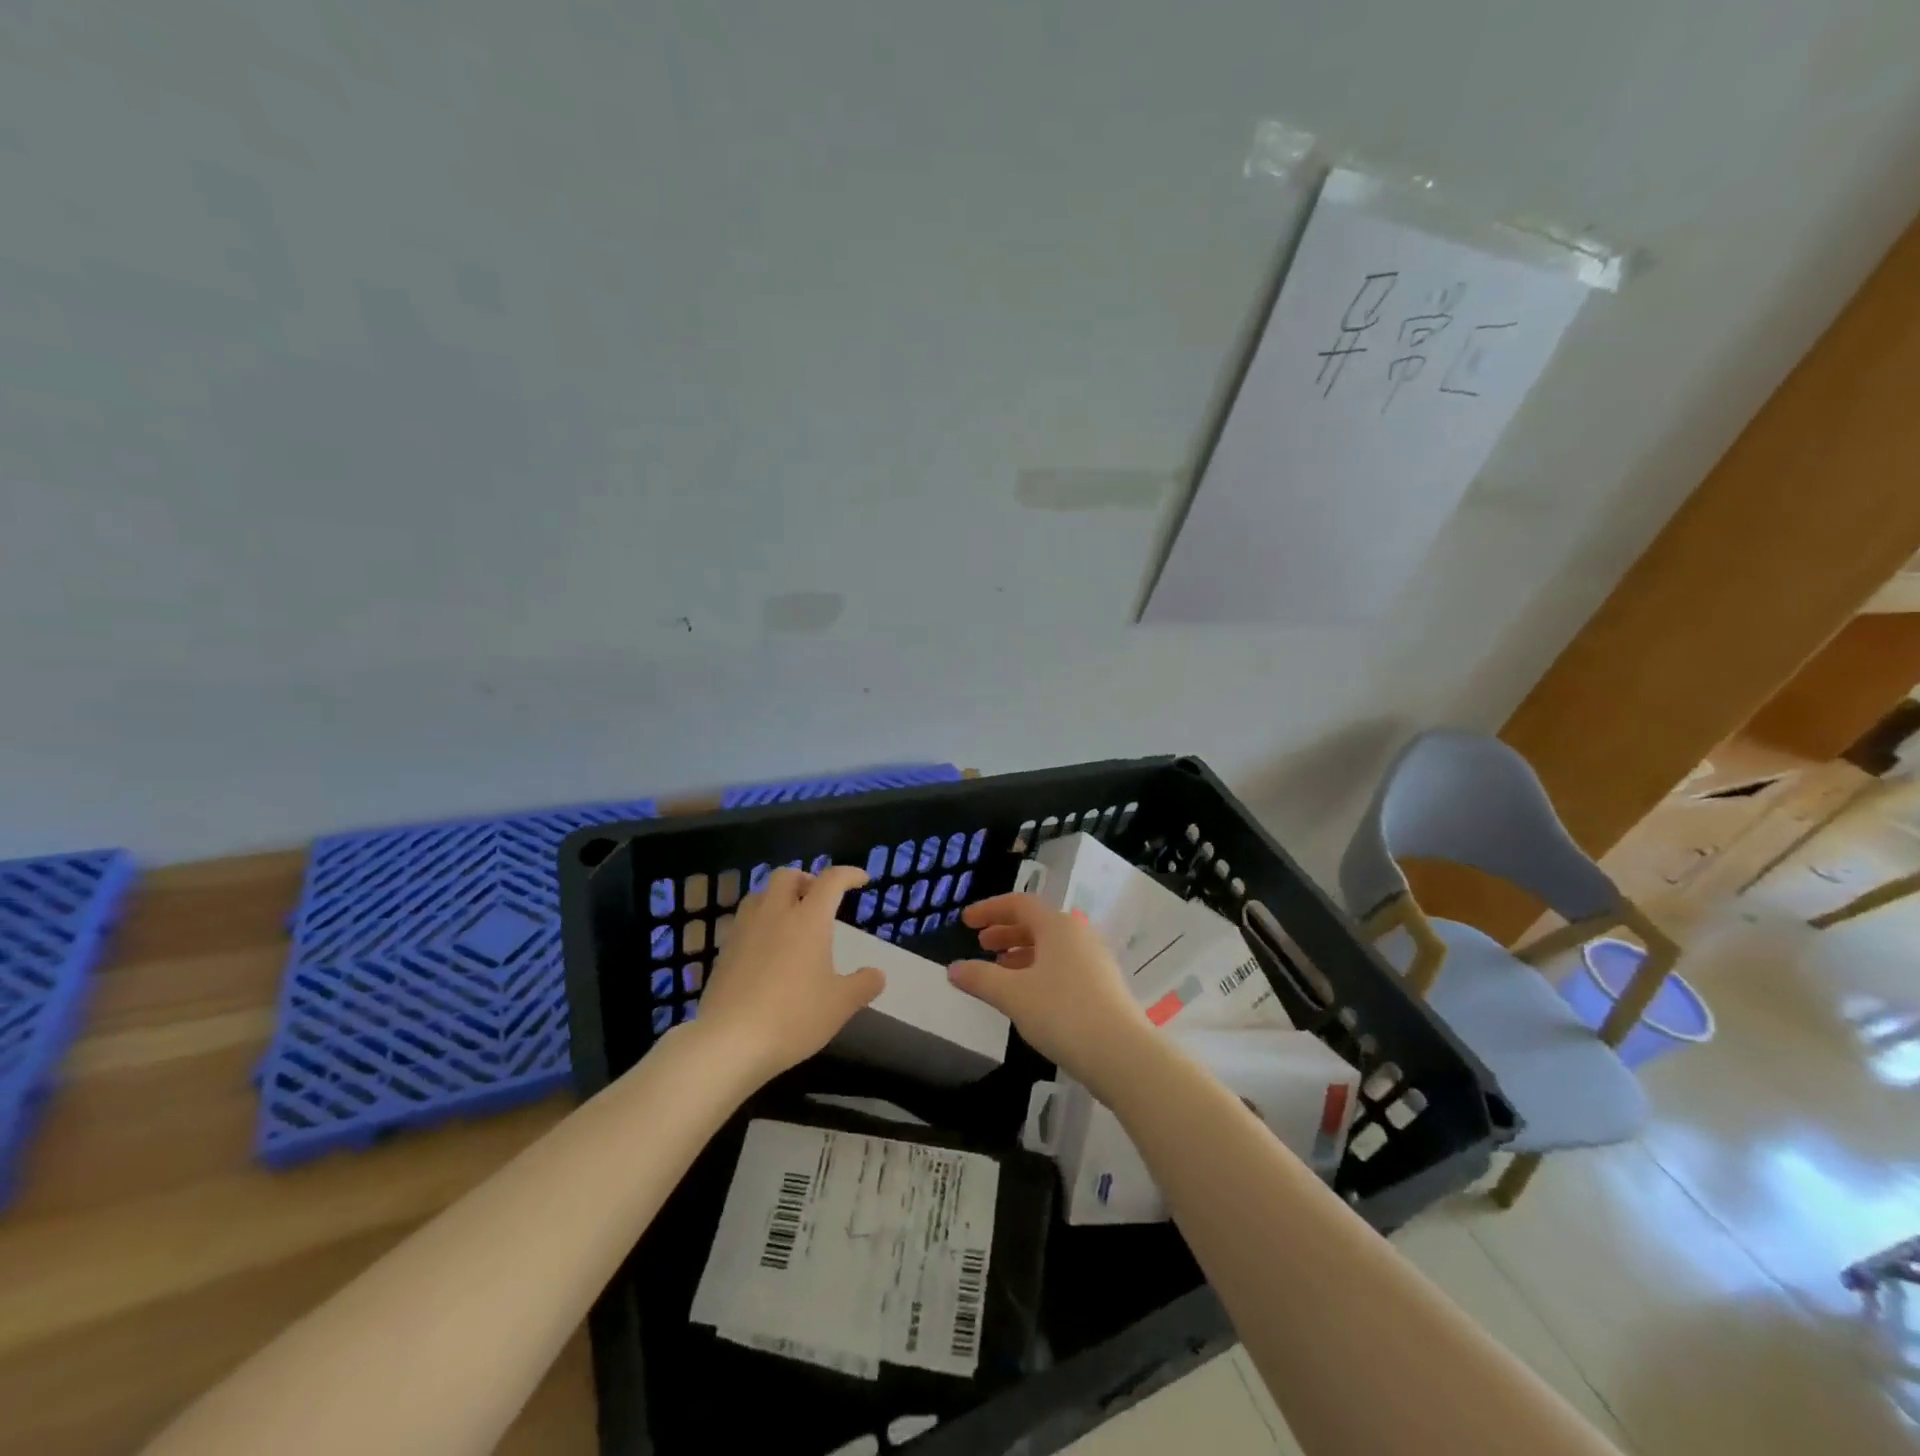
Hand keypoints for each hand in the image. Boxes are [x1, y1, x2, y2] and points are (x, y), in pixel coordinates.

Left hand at [692, 866, 885, 1082]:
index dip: (849, 874)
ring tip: (789, 918)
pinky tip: (765, 947)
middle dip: (806, 879)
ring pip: (760, 894)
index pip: (831, 880)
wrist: (729, 1042)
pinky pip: (743, 921)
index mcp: (809, 919)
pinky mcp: (724, 951)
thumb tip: (877, 974)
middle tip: (819, 899)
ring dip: (778, 896)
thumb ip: (863, 985)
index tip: (861, 879)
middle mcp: (775, 914)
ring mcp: (744, 931)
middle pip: (787, 876)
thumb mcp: (840, 1005)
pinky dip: (759, 922)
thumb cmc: (793, 1017)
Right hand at [947, 893, 1153, 1101]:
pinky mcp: (1103, 986)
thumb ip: (980, 978)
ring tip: (999, 971)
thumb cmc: (1062, 1013)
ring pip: (1050, 947)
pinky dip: (1039, 971)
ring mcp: (1094, 960)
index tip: (965, 921)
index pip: (1018, 904)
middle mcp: (1078, 935)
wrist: (1122, 1054)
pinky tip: (1027, 995)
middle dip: (1005, 932)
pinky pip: (1063, 966)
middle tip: (981, 945)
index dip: (989, 909)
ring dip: (1021, 954)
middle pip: (1036, 924)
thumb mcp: (1013, 995)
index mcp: (1057, 926)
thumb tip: (952, 969)